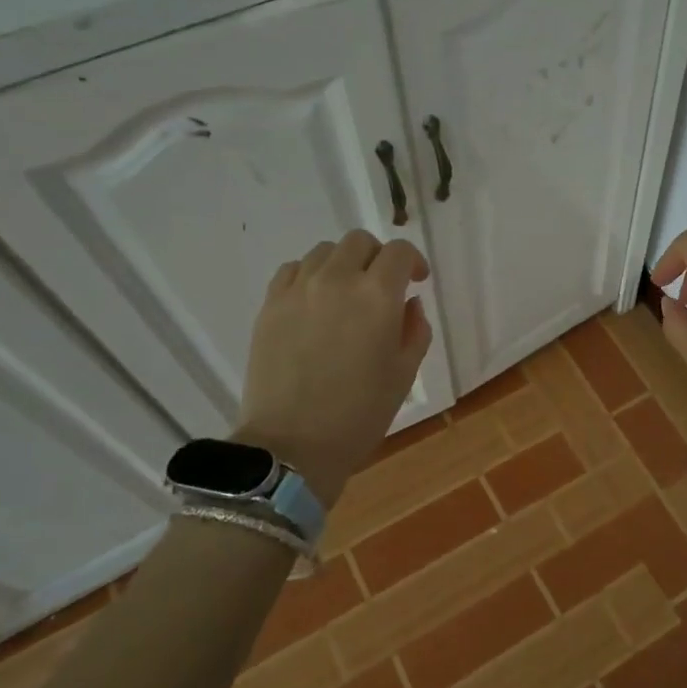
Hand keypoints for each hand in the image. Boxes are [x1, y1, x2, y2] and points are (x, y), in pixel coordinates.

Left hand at [232, 231, 432, 507]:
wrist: (292, 445)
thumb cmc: (359, 414)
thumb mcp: (404, 374)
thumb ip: (414, 329)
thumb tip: (408, 303)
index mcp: (377, 296)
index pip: (398, 252)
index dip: (413, 261)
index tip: (416, 281)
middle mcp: (337, 280)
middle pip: (360, 242)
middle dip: (378, 257)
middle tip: (383, 287)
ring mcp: (298, 290)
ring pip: (325, 251)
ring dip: (344, 264)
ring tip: (347, 294)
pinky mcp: (270, 305)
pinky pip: (293, 270)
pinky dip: (311, 275)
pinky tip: (315, 302)